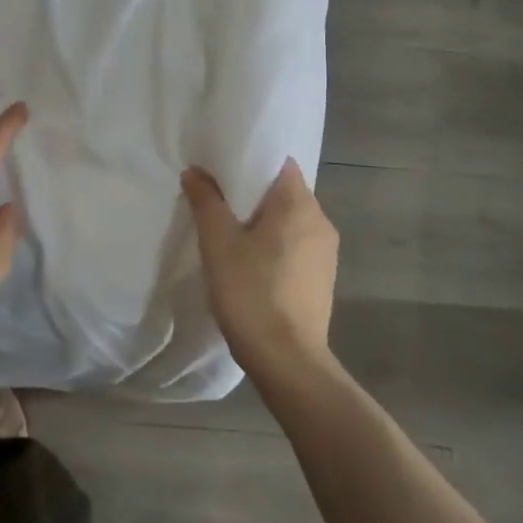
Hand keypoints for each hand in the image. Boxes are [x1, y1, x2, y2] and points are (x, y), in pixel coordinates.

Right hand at [182, 159, 338, 379]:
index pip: (280, 163)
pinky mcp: (322, 278)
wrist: (287, 361)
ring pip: (290, 220)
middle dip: (252, 194)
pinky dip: (274, 244)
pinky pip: (295, 245)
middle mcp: (321, 221)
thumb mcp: (218, 243)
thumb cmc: (251, 292)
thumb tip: (196, 172)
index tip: (222, 170)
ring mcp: (326, 252)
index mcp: (300, 205)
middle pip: (285, 191)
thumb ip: (207, 201)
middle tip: (217, 201)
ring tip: (230, 233)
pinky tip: (250, 263)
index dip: (251, 161)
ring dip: (263, 222)